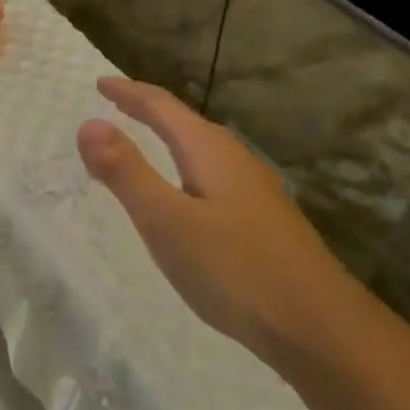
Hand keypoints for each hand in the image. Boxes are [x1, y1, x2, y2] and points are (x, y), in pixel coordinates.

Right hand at [77, 76, 355, 359]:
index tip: (101, 83)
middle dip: (150, 110)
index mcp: (210, 151)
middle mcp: (236, 160)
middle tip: (119, 105)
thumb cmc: (235, 269)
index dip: (129, 93)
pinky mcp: (266, 221)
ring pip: (205, 150)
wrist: (320, 326)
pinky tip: (192, 195)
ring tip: (150, 141)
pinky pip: (216, 175)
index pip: (162, 107)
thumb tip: (89, 124)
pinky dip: (189, 168)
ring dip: (172, 138)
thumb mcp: (166, 220)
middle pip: (186, 122)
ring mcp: (257, 191)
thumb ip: (126, 172)